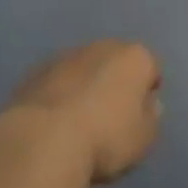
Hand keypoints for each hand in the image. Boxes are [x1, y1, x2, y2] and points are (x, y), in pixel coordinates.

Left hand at [5, 41, 162, 183]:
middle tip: (111, 113)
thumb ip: (151, 118)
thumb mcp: (143, 139)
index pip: (151, 66)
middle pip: (116, 60)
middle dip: (116, 80)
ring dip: (86, 84)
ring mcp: (67, 56)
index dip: (148, 88)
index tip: (142, 112)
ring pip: (84, 67)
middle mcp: (103, 47)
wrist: (43, 140)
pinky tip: (54, 121)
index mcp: (134, 58)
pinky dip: (60, 93)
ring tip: (79, 119)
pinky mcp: (36, 72)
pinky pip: (57, 81)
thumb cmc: (105, 138)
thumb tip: (149, 104)